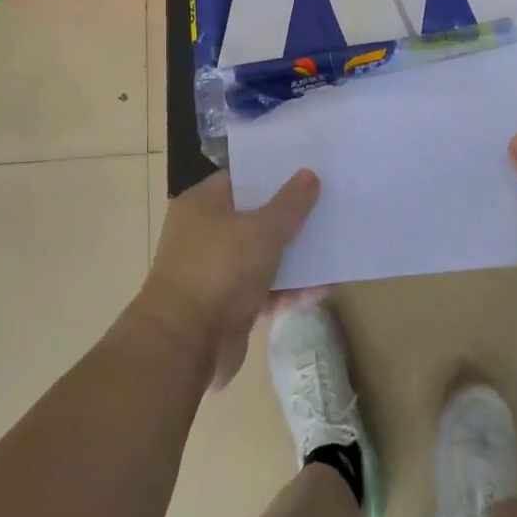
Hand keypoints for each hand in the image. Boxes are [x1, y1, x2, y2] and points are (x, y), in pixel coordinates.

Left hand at [134, 168, 319, 389]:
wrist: (184, 345)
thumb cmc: (220, 270)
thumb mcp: (262, 230)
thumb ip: (289, 204)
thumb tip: (308, 174)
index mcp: (203, 204)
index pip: (241, 179)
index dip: (273, 175)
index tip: (307, 171)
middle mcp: (204, 233)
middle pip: (254, 217)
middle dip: (289, 217)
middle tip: (328, 206)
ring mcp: (214, 272)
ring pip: (260, 256)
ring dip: (293, 256)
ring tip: (332, 247)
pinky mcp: (226, 307)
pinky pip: (263, 290)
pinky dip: (288, 290)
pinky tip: (323, 288)